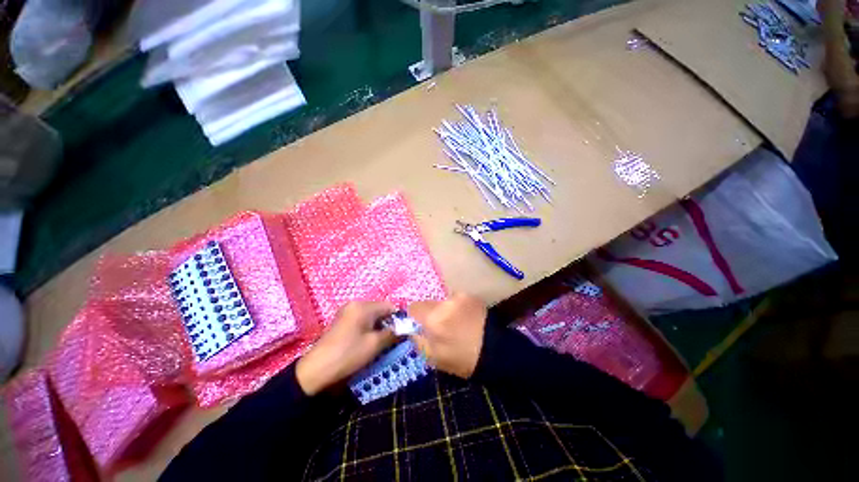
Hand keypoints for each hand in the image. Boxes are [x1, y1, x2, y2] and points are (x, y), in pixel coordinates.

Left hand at [296, 301, 396, 395]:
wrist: (316, 371)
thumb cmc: (348, 354)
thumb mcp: (374, 345)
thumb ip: (392, 334)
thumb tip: (405, 329)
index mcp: (363, 306)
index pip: (389, 306)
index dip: (398, 318)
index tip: (401, 333)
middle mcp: (355, 304)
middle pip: (379, 309)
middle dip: (388, 322)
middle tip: (391, 339)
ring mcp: (346, 311)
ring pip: (371, 315)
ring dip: (378, 326)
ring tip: (379, 342)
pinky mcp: (341, 320)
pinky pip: (361, 319)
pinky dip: (368, 327)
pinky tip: (367, 341)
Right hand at [408, 293, 487, 378]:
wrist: (495, 352)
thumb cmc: (462, 359)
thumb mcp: (433, 357)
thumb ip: (417, 340)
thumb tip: (411, 328)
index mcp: (434, 319)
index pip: (413, 307)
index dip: (414, 316)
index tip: (419, 325)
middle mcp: (445, 303)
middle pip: (428, 303)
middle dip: (430, 314)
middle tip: (439, 327)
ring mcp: (459, 297)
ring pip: (442, 301)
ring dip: (444, 310)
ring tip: (455, 324)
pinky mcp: (470, 296)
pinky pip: (456, 300)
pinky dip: (456, 307)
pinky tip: (465, 319)